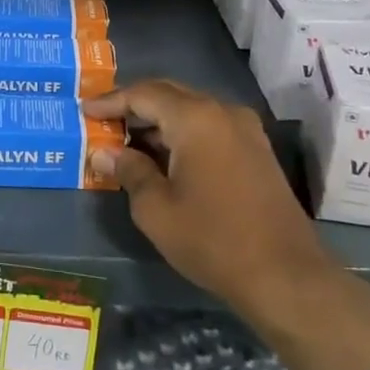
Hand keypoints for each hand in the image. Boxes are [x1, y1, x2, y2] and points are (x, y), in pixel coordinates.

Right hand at [83, 79, 324, 319]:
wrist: (286, 275)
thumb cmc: (212, 239)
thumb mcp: (156, 209)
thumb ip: (128, 171)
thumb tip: (104, 152)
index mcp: (195, 118)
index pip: (143, 94)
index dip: (110, 101)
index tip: (84, 111)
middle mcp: (222, 112)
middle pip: (169, 95)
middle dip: (134, 106)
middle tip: (103, 121)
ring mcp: (245, 130)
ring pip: (190, 110)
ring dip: (157, 121)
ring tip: (126, 140)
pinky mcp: (256, 150)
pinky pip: (209, 127)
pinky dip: (181, 133)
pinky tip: (162, 156)